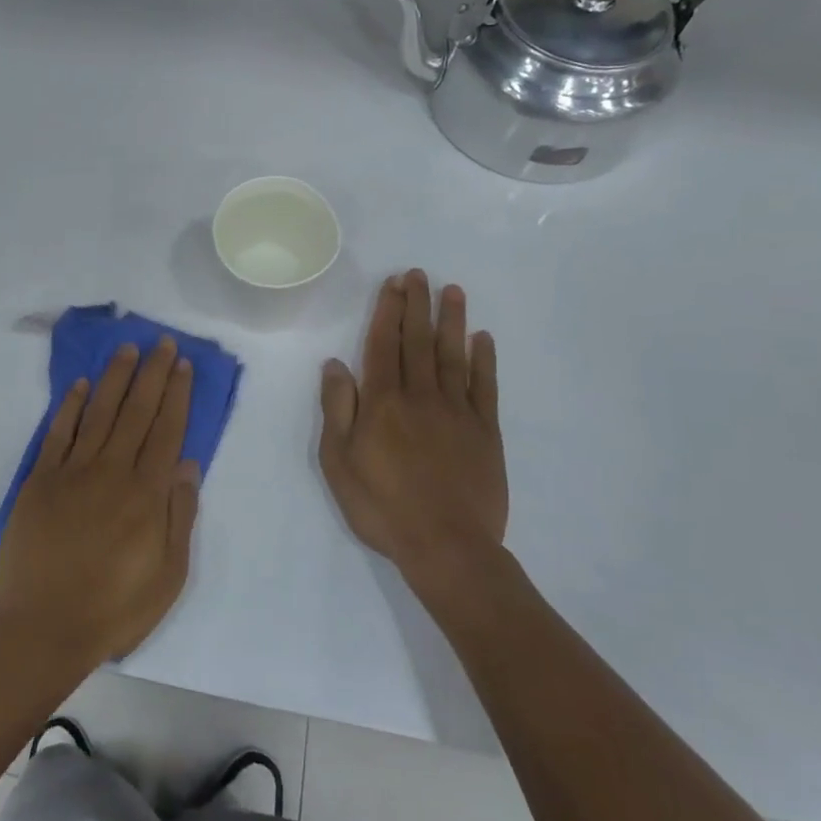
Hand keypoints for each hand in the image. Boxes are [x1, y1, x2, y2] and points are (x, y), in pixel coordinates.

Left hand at [0, 340, 200, 670]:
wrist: (42, 629)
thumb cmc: (114, 608)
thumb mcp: (167, 576)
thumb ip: (179, 516)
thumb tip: (187, 463)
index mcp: (146, 495)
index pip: (166, 431)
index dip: (176, 395)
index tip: (183, 365)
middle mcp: (111, 472)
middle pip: (136, 412)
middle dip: (152, 374)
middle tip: (163, 342)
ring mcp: (72, 473)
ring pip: (99, 413)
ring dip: (115, 378)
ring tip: (127, 349)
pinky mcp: (40, 481)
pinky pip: (58, 434)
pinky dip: (70, 406)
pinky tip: (81, 385)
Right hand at [319, 270, 507, 612]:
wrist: (446, 546)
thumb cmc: (382, 506)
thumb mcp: (338, 461)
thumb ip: (337, 408)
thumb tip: (335, 364)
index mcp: (383, 402)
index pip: (383, 345)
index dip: (388, 311)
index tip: (393, 284)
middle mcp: (420, 395)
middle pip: (418, 341)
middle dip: (417, 305)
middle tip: (419, 274)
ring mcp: (457, 411)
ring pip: (453, 355)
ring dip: (452, 321)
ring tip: (453, 291)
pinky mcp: (485, 431)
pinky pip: (485, 386)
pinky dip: (484, 360)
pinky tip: (483, 339)